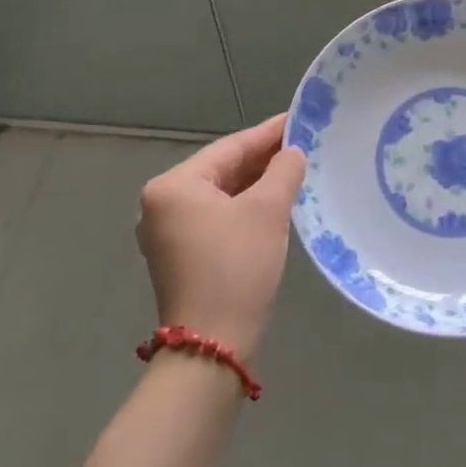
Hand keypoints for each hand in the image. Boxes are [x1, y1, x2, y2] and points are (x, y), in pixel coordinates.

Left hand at [136, 115, 306, 357]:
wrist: (212, 347)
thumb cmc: (236, 267)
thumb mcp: (268, 210)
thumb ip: (284, 170)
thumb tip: (293, 152)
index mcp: (173, 186)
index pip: (230, 147)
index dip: (268, 133)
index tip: (299, 119)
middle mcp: (162, 204)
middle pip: (223, 169)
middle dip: (263, 159)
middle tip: (303, 144)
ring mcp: (167, 233)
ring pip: (221, 194)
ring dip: (256, 183)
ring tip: (295, 169)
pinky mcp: (180, 256)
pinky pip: (217, 217)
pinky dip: (245, 207)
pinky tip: (274, 201)